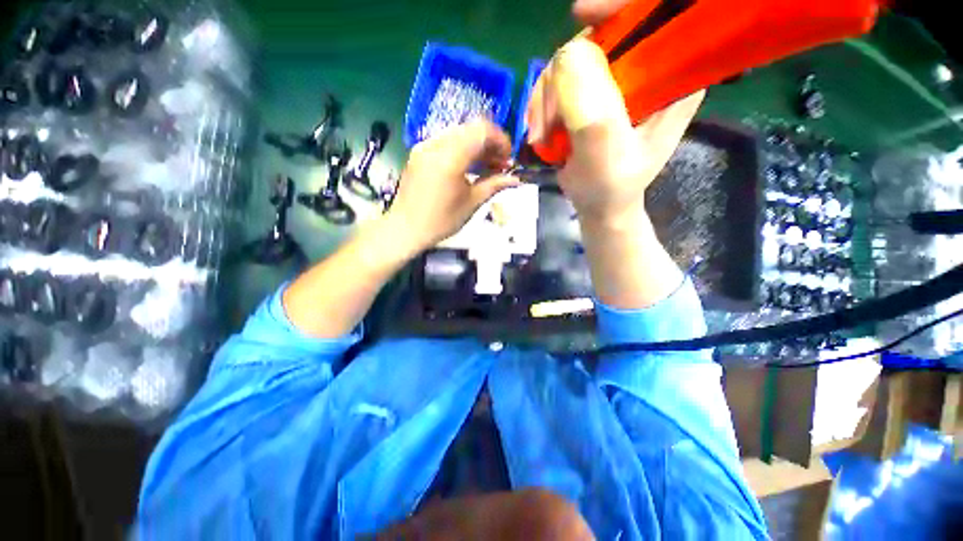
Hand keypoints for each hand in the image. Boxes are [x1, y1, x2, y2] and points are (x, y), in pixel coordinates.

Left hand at [387, 120, 520, 251]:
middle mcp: (435, 144)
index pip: (482, 131)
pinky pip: (446, 141)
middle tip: (500, 164)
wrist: (406, 228)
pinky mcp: (419, 151)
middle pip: (471, 129)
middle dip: (490, 143)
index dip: (500, 140)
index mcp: (450, 158)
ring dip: (477, 145)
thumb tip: (516, 179)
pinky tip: (468, 166)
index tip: (509, 158)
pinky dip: (462, 149)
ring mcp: (424, 146)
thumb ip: (494, 185)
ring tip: (487, 166)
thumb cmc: (441, 221)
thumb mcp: (472, 203)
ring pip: (458, 133)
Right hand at [526, 18, 703, 225]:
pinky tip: (541, 130)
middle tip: (547, 122)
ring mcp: (617, 78)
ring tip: (541, 136)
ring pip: (572, 58)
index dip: (621, 7)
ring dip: (546, 97)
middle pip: (603, 35)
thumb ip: (593, 115)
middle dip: (563, 75)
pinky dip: (543, 102)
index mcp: (674, 77)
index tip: (581, 14)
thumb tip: (567, 56)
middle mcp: (649, 68)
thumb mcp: (606, 159)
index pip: (659, 13)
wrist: (598, 204)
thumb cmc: (610, 188)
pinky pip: (559, 78)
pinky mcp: (592, 90)